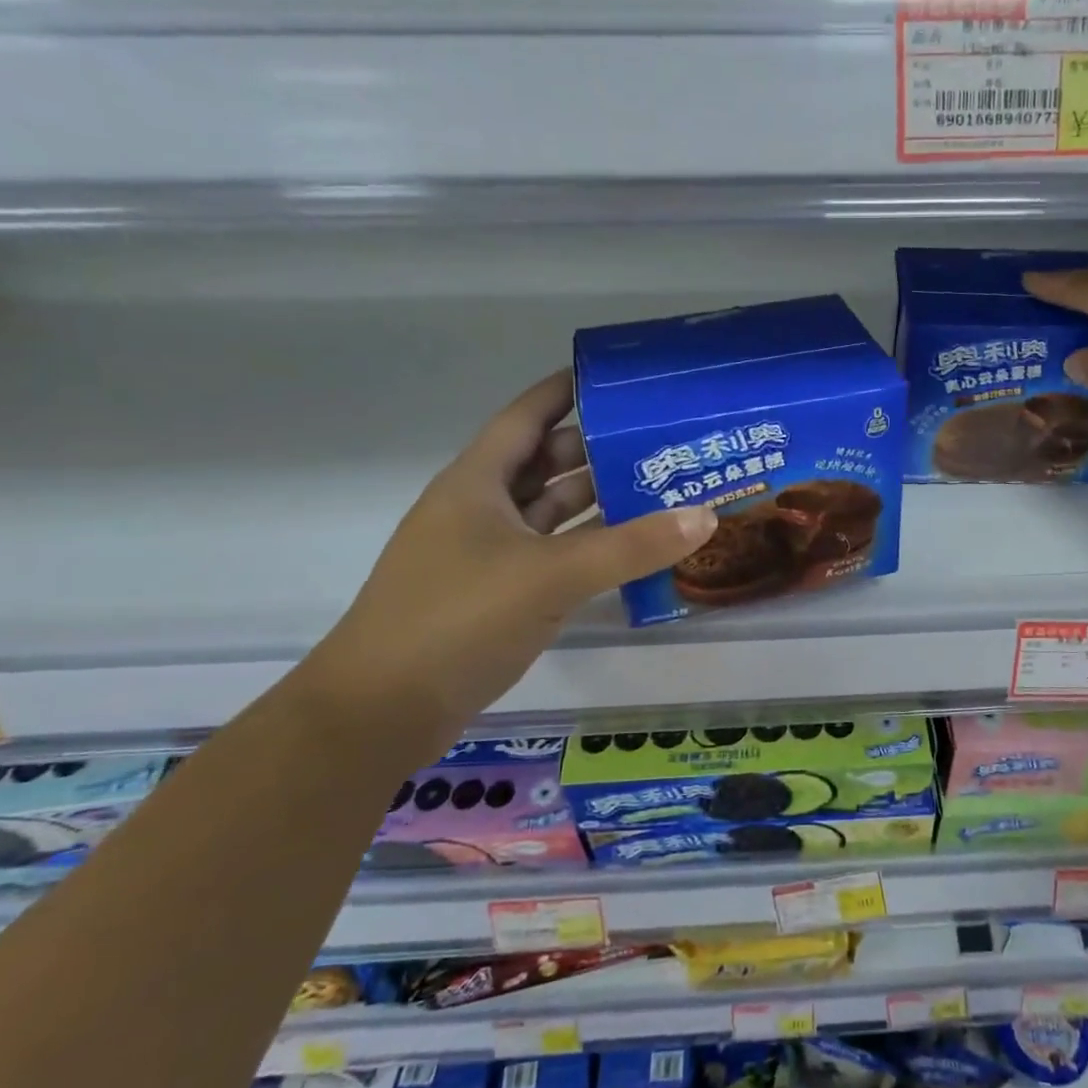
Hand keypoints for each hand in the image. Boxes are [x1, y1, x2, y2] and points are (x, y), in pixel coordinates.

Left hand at [305, 370, 716, 742]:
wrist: (382, 710)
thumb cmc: (458, 619)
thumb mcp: (551, 575)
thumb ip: (631, 546)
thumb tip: (704, 516)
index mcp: (477, 483)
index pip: (526, 417)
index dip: (564, 391)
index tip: (614, 377)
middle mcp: (480, 510)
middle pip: (545, 464)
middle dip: (597, 449)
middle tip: (659, 440)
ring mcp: (487, 555)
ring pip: (551, 513)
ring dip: (598, 501)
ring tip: (659, 487)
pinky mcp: (497, 595)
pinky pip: (553, 555)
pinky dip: (589, 548)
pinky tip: (632, 550)